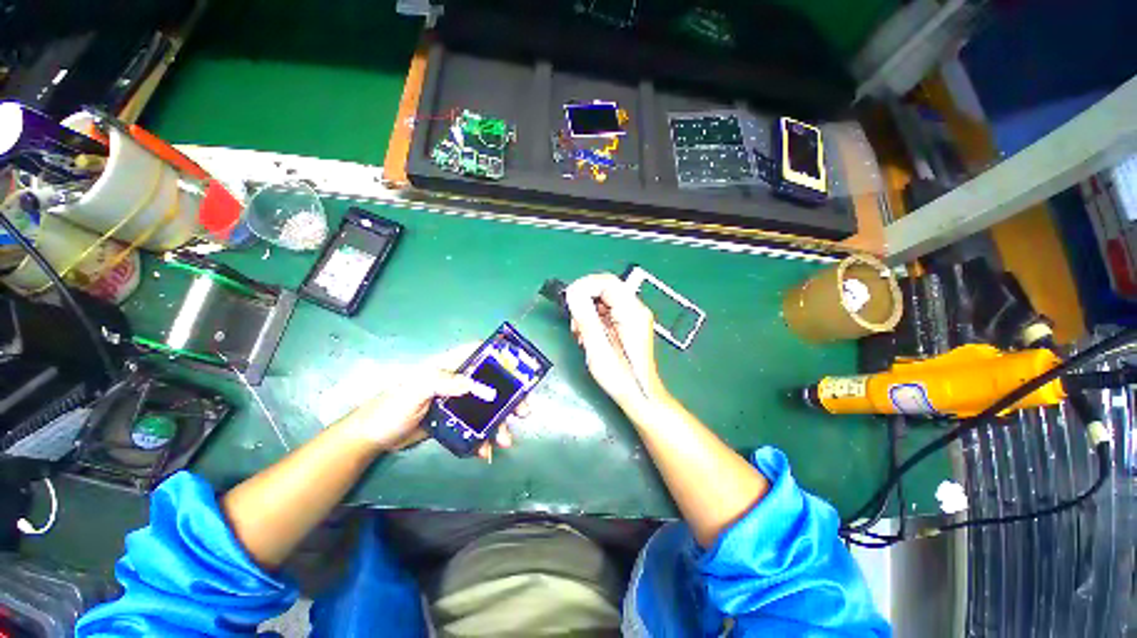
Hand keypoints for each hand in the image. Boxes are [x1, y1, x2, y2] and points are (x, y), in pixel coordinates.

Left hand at [343, 345, 525, 460]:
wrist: (374, 438)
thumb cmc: (392, 406)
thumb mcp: (415, 390)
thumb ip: (443, 382)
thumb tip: (476, 386)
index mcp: (447, 366)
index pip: (477, 353)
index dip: (498, 357)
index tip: (517, 369)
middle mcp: (456, 381)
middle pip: (490, 383)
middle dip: (509, 397)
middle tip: (523, 411)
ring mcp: (456, 402)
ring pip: (485, 408)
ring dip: (498, 423)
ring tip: (505, 440)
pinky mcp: (453, 421)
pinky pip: (474, 427)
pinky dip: (482, 439)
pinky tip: (485, 451)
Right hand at [566, 273, 668, 418]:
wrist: (639, 396)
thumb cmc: (620, 377)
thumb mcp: (598, 348)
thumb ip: (585, 318)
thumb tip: (572, 292)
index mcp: (632, 312)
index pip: (606, 282)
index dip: (584, 286)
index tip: (569, 301)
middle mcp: (635, 310)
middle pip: (605, 289)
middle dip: (584, 301)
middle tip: (575, 323)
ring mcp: (632, 317)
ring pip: (603, 300)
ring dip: (587, 312)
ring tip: (580, 333)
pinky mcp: (627, 324)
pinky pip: (606, 312)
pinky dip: (593, 319)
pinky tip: (588, 336)